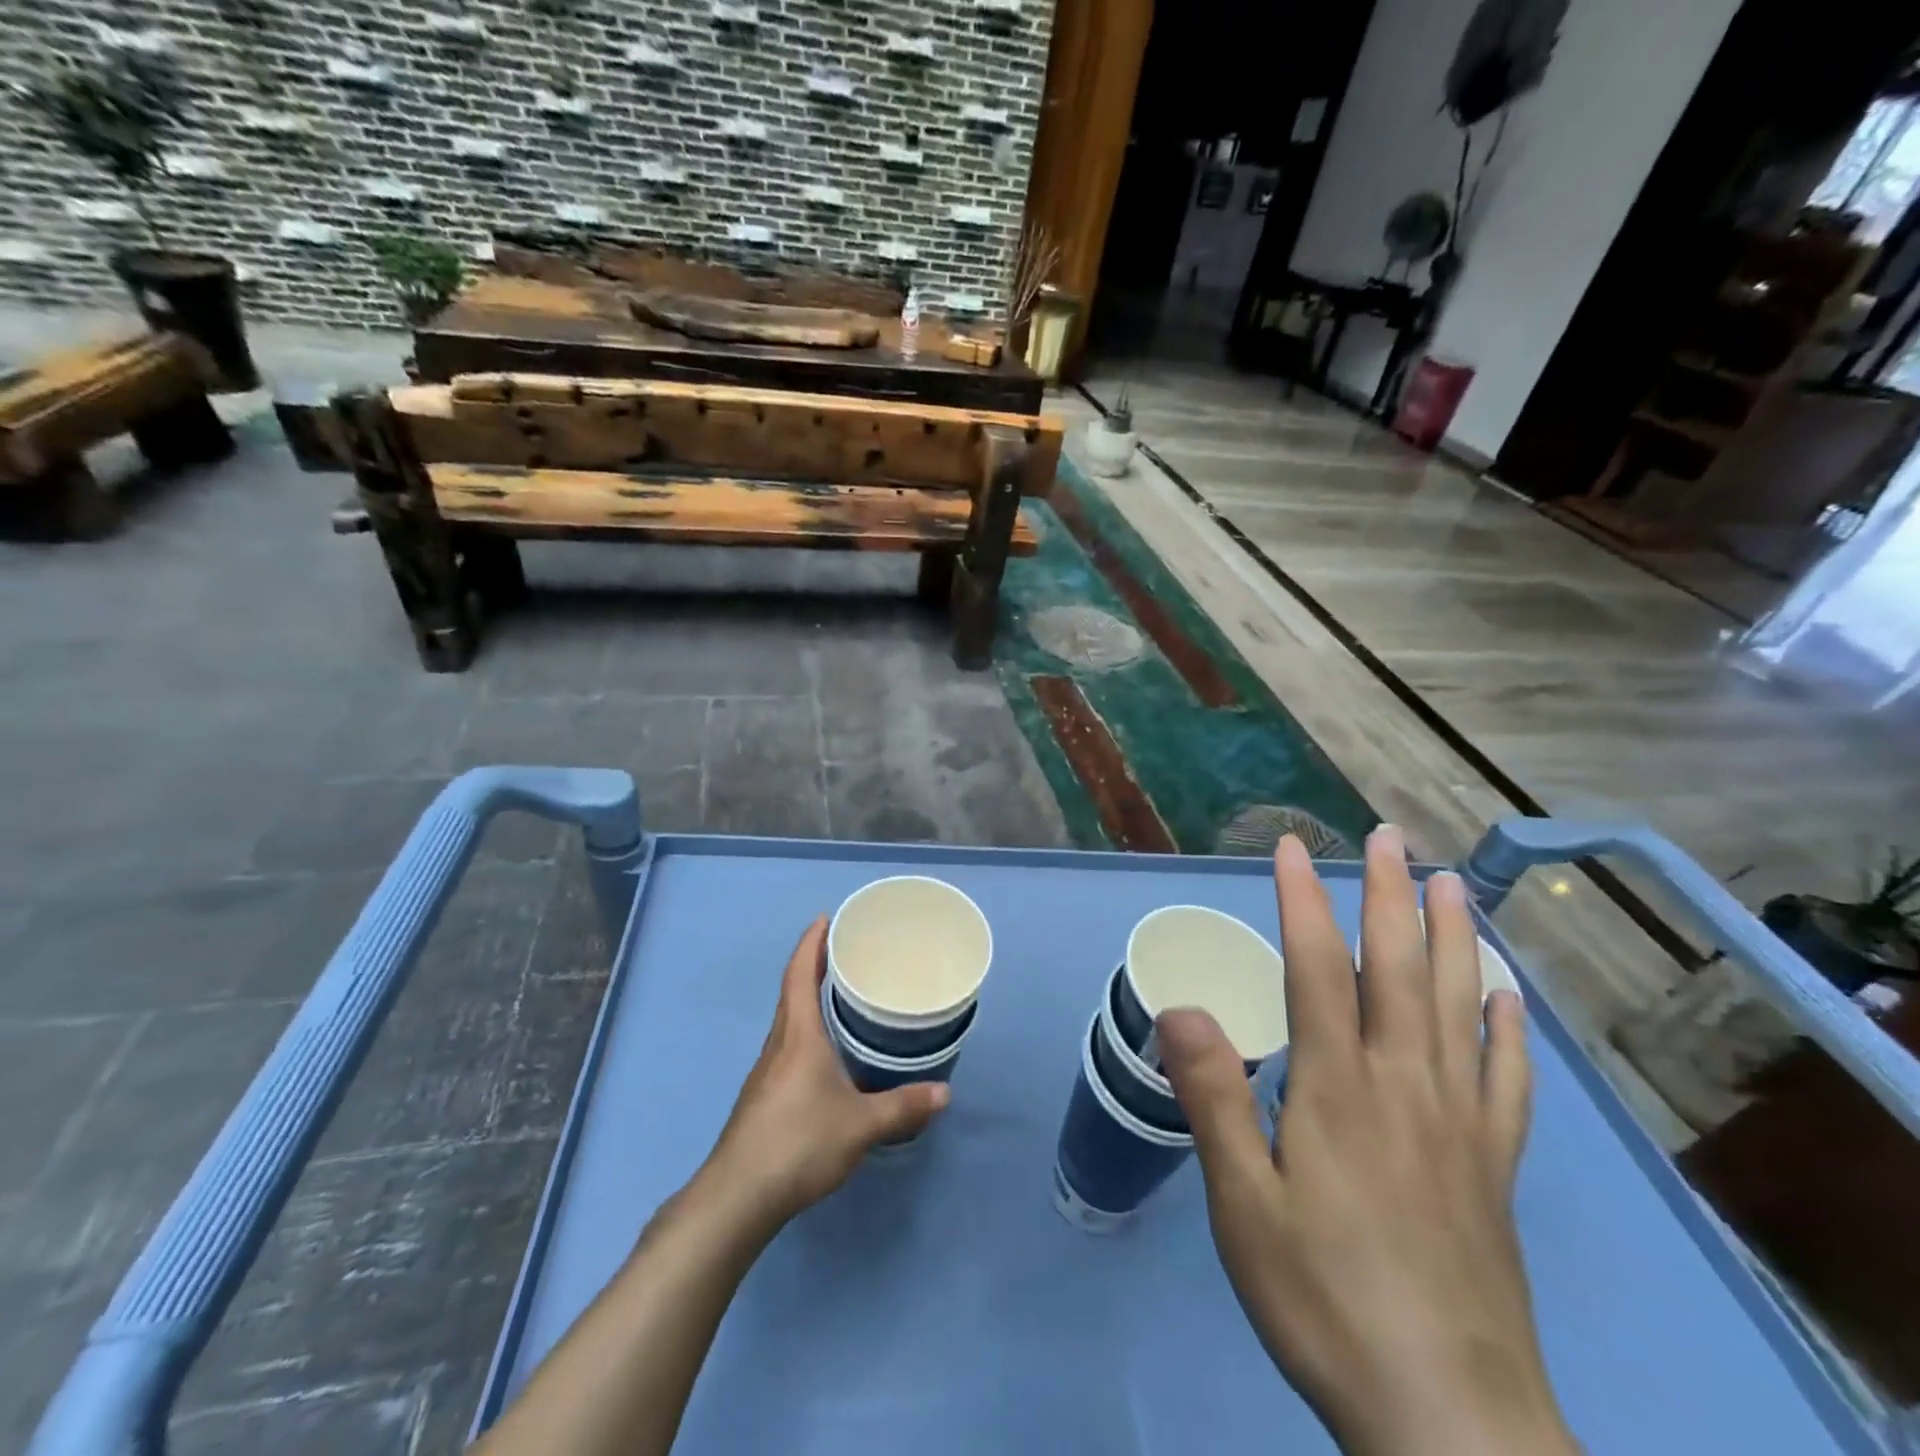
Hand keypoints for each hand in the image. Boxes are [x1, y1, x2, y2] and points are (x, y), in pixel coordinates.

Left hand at [703, 917, 949, 1233]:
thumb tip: (945, 1093)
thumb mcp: (860, 1125)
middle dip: (813, 964)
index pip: (800, 974)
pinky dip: (805, 1028)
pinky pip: (787, 1044)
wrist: (738, 1196)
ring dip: (807, 997)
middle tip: (843, 949)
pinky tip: (825, 1051)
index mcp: (798, 1035)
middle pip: (792, 991)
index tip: (825, 918)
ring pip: (788, 1019)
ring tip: (839, 993)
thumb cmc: (799, 1143)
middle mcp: (779, 1043)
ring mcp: (766, 1070)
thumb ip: (902, 1106)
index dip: (811, 942)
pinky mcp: (763, 1095)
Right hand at [1158, 827, 1578, 1455]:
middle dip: (1389, 893)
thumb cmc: (1323, 1298)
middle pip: (1400, 967)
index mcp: (1338, 1086)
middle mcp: (1405, 1083)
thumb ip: (1212, 1097)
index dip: (1303, 900)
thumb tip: (1180, 1006)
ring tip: (1452, 884)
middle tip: (1389, 837)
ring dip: (1456, 936)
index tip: (1292, 847)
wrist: (1449, 1422)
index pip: (1318, 967)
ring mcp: (1461, 1122)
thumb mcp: (1241, 1202)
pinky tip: (1510, 997)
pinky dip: (1510, 1026)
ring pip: (1462, 1005)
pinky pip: (1508, 1077)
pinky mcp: (1494, 1166)